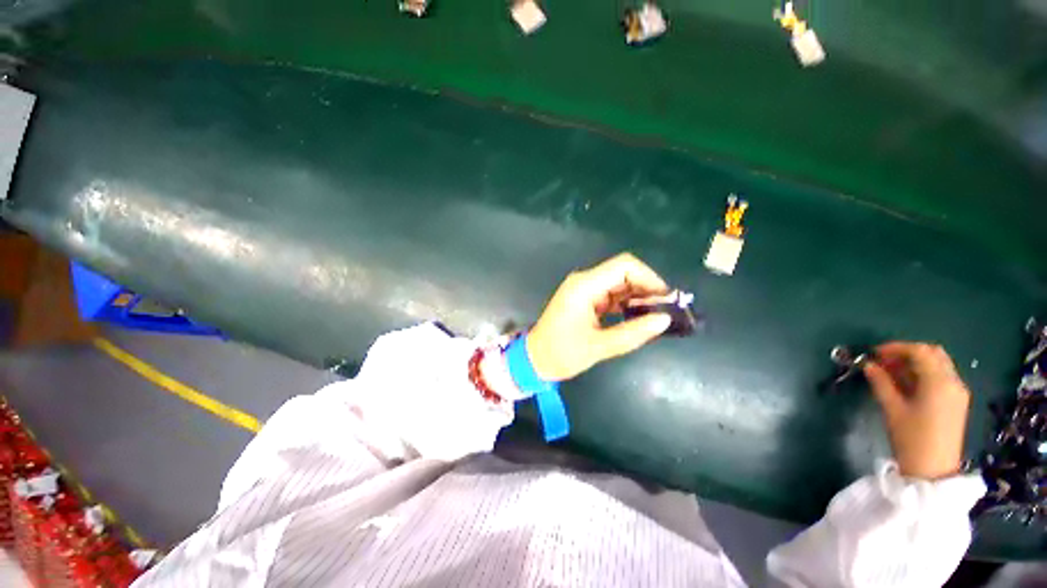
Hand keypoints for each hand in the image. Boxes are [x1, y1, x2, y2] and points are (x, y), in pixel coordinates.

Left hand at [527, 253, 672, 380]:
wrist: (535, 360)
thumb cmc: (561, 353)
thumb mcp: (599, 346)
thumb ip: (633, 332)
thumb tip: (664, 320)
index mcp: (584, 286)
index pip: (623, 266)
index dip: (649, 278)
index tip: (666, 299)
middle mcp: (584, 281)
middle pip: (623, 273)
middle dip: (647, 288)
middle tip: (666, 310)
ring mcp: (584, 290)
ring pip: (619, 284)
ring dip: (639, 296)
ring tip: (657, 316)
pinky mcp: (586, 299)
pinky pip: (612, 295)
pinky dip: (627, 304)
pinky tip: (640, 317)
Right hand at [863, 342, 971, 479]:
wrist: (933, 470)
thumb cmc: (911, 438)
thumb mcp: (892, 409)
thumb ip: (881, 383)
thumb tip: (869, 365)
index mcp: (939, 382)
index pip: (919, 351)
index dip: (896, 348)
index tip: (874, 353)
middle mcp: (953, 381)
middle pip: (933, 354)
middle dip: (907, 353)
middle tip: (884, 361)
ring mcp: (958, 392)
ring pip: (938, 364)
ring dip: (915, 363)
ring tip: (892, 372)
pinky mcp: (957, 402)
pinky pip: (942, 377)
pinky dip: (924, 373)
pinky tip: (907, 384)